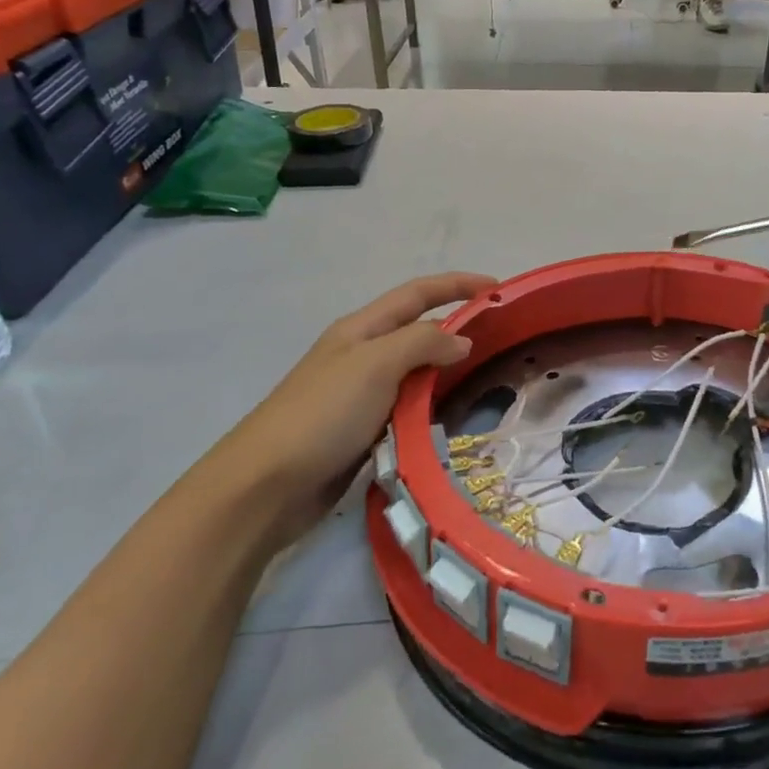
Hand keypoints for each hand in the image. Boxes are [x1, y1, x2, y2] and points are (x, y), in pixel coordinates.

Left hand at [211, 272, 496, 536]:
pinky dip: (431, 407)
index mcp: (361, 329)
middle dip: (456, 327)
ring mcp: (361, 394)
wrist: (267, 484)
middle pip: (417, 330)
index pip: (417, 294)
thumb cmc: (323, 413)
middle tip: (501, 339)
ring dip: (447, 370)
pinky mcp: (363, 430)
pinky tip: (451, 417)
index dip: (456, 285)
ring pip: (415, 372)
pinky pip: (407, 408)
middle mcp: (362, 355)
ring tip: (487, 377)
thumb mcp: (375, 364)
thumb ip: (423, 343)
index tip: (497, 289)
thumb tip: (462, 340)